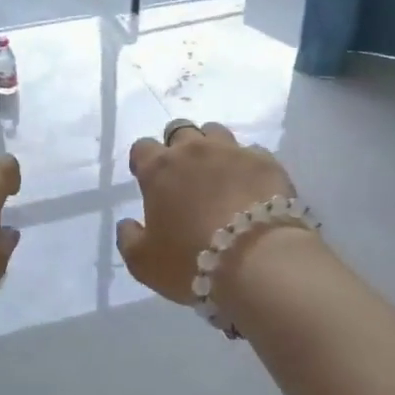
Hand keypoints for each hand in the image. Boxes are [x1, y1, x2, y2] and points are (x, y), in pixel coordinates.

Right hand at [116, 121, 300, 305]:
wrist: (256, 261)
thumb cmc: (191, 260)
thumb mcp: (143, 262)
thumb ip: (129, 238)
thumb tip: (127, 224)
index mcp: (159, 169)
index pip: (142, 147)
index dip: (143, 161)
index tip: (149, 179)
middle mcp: (194, 150)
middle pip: (180, 131)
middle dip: (178, 147)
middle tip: (184, 175)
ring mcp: (233, 152)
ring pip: (216, 133)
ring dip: (211, 148)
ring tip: (218, 174)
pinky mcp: (266, 162)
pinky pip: (251, 153)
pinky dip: (246, 165)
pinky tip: (250, 187)